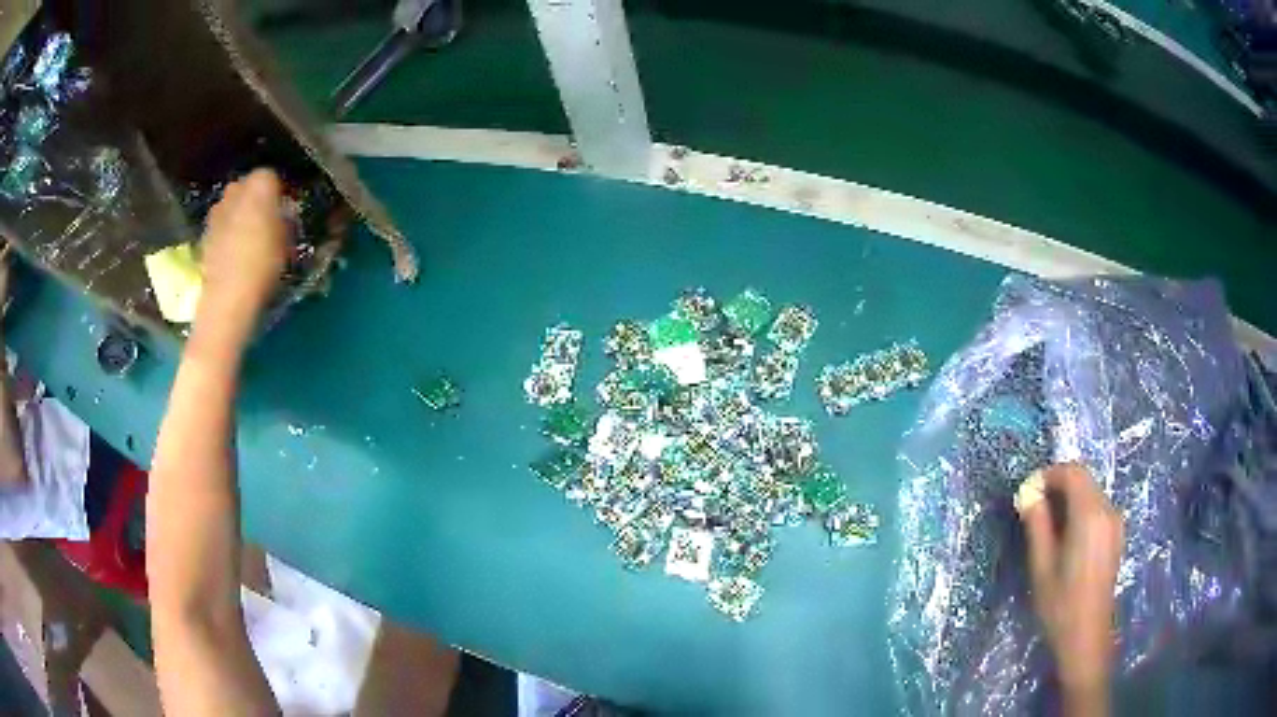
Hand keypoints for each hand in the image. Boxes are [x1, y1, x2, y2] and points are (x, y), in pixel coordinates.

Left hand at [194, 169, 288, 336]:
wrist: (228, 296)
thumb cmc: (264, 263)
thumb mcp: (288, 239)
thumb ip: (286, 219)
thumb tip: (284, 214)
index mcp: (260, 182)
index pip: (272, 177)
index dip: (278, 193)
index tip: (285, 211)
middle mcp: (235, 188)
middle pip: (248, 188)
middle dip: (256, 201)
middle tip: (266, 223)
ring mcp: (217, 210)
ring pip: (233, 207)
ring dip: (239, 217)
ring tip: (248, 241)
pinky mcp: (204, 232)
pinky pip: (221, 226)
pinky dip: (227, 234)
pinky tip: (234, 254)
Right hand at [1018, 463, 1122, 712]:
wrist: (1086, 635)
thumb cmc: (1060, 603)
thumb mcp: (1041, 565)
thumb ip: (1037, 524)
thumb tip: (1027, 493)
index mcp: (1090, 515)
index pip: (1073, 473)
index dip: (1049, 474)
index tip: (1027, 492)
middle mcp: (1107, 511)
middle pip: (1084, 480)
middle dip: (1057, 486)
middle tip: (1032, 508)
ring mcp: (1115, 523)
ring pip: (1090, 493)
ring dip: (1068, 499)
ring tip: (1046, 525)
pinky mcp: (1116, 535)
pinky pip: (1097, 508)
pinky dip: (1079, 511)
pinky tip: (1065, 538)